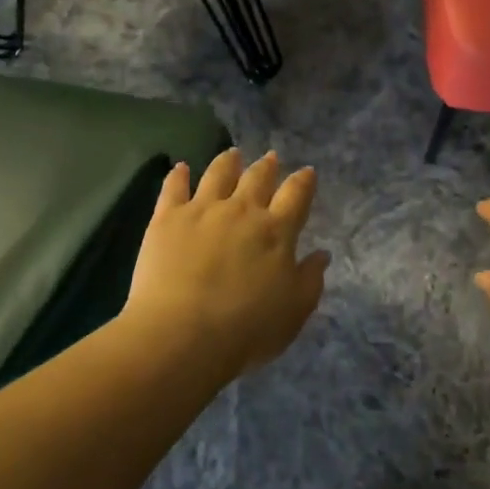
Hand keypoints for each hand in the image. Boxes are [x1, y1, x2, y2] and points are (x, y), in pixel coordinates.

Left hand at [124, 149, 329, 377]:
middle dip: (267, 166)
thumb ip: (310, 279)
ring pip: (218, 174)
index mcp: (277, 231)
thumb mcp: (294, 311)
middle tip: (270, 157)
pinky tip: (181, 167)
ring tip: (232, 154)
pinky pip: (174, 188)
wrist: (182, 334)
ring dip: (228, 162)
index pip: (296, 195)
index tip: (307, 172)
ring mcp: (202, 210)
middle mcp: (242, 210)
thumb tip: (322, 253)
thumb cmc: (246, 329)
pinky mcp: (167, 218)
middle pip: (258, 178)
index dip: (304, 181)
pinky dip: (179, 175)